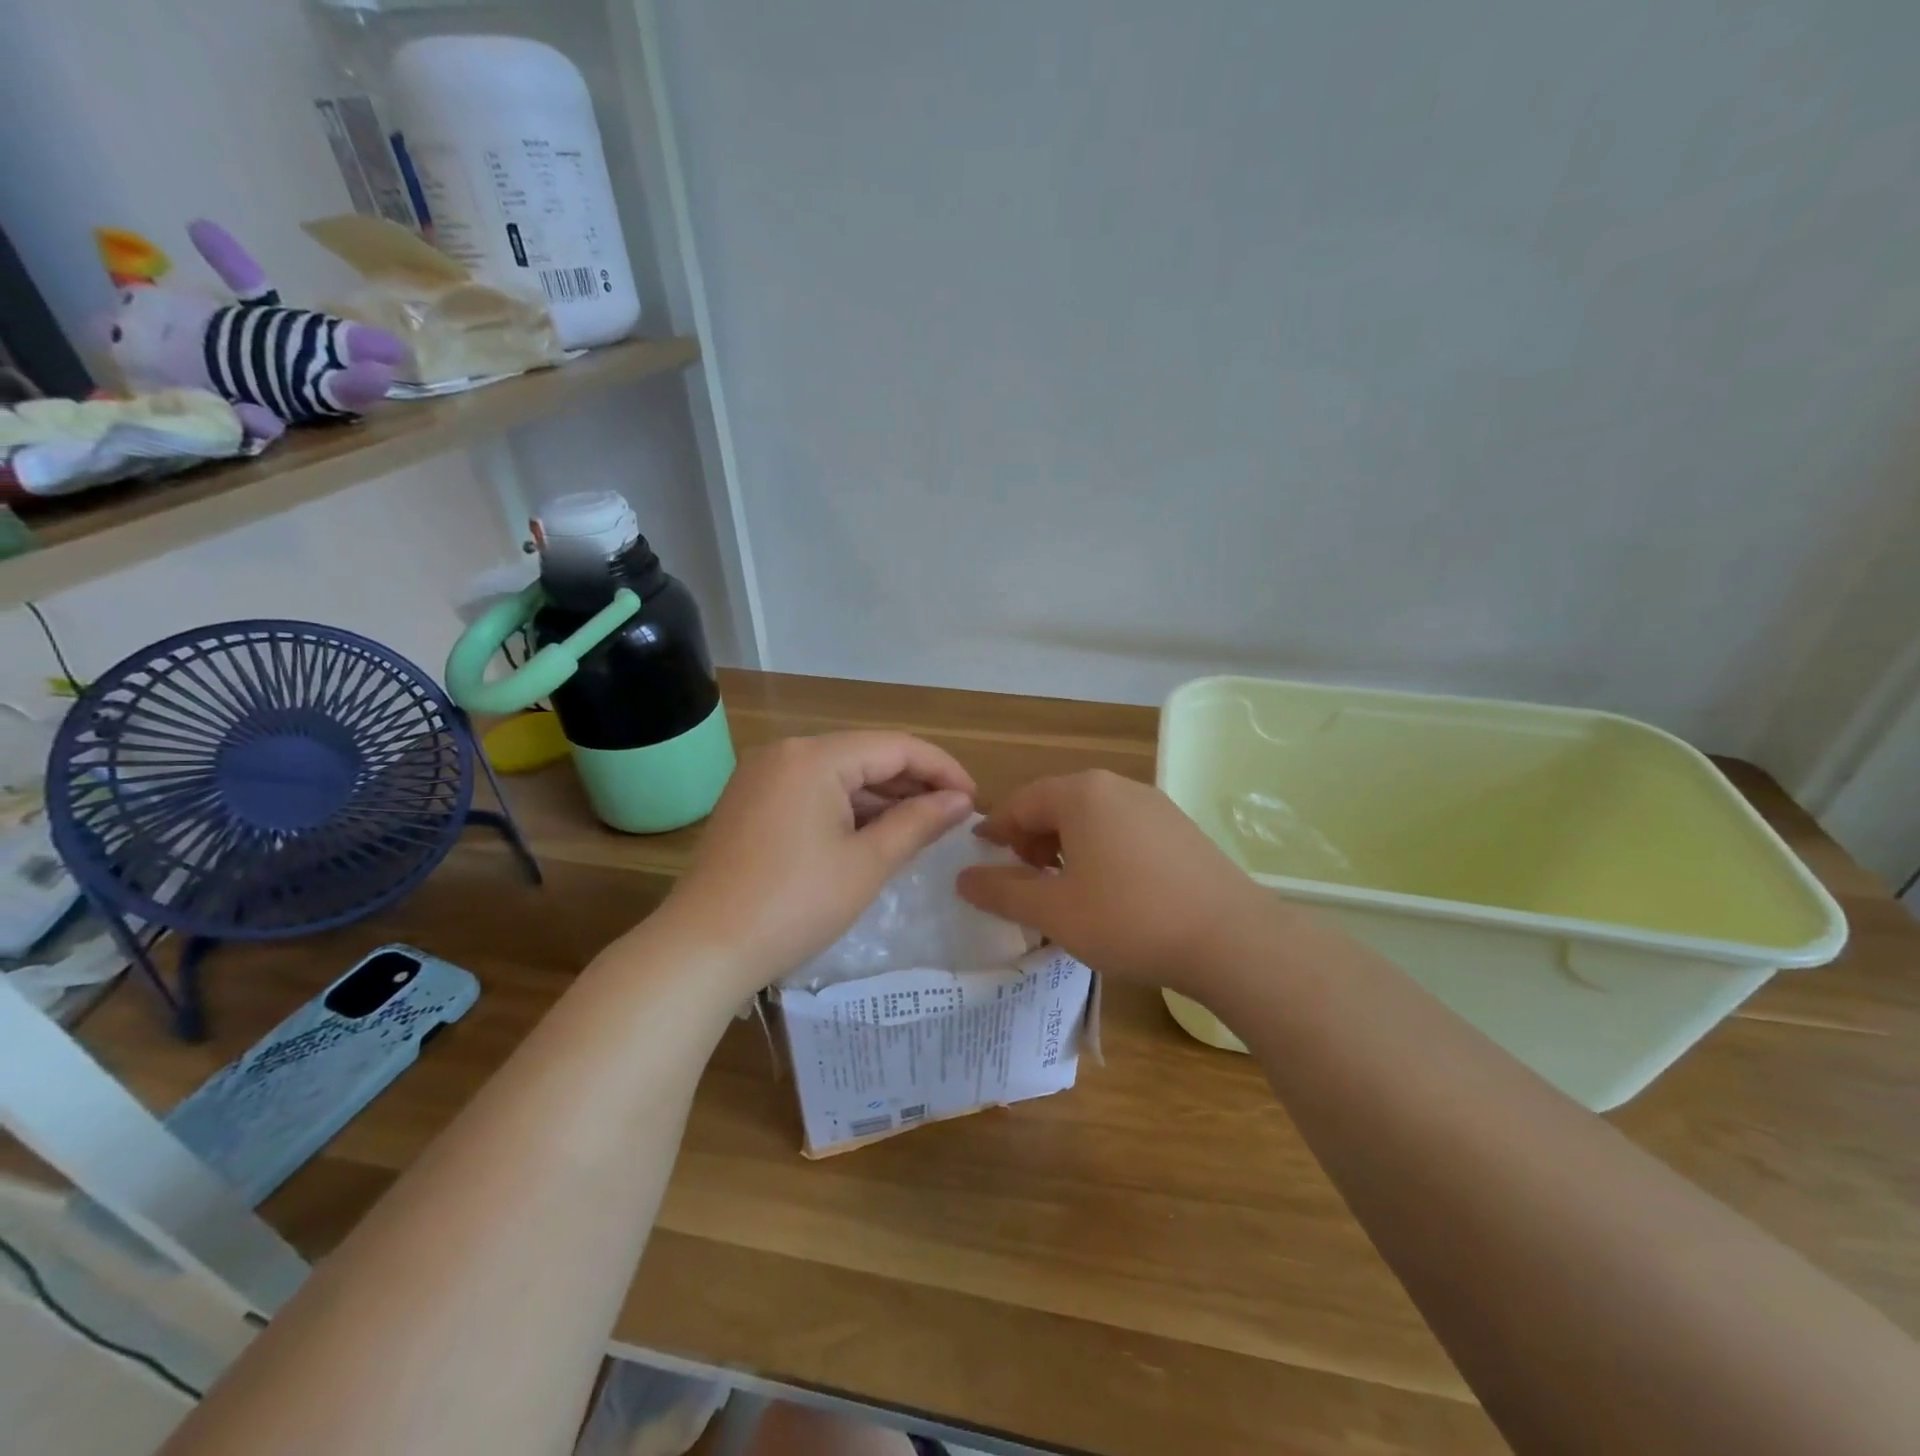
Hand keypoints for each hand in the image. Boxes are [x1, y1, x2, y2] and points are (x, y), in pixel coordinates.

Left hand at [657, 732, 975, 990]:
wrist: (702, 950)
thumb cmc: (793, 905)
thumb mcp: (866, 863)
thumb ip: (918, 822)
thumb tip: (962, 801)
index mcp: (813, 757)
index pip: (895, 746)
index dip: (941, 769)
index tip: (974, 800)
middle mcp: (786, 753)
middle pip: (866, 755)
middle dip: (913, 783)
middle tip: (954, 816)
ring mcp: (763, 776)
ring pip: (840, 774)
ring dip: (882, 797)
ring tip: (923, 827)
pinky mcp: (752, 802)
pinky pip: (814, 792)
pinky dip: (848, 809)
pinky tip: (875, 833)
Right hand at [956, 770, 1278, 994]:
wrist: (1231, 939)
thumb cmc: (1129, 919)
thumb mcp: (1054, 912)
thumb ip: (1002, 891)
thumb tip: (964, 878)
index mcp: (1081, 794)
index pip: (1022, 802)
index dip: (996, 829)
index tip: (981, 854)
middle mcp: (1118, 787)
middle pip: (1057, 804)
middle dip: (1032, 838)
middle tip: (1025, 878)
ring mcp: (1155, 805)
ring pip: (1093, 816)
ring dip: (1067, 844)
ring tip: (1065, 886)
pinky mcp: (1181, 828)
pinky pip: (1124, 829)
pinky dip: (1102, 849)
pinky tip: (1111, 889)